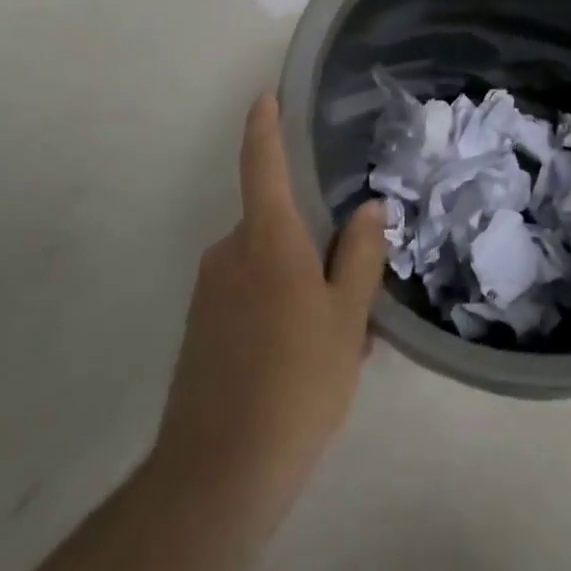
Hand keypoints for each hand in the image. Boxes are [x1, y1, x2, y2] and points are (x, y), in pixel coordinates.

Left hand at [152, 93, 386, 525]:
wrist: (217, 474)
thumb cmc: (296, 383)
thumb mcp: (348, 318)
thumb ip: (361, 257)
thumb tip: (369, 209)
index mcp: (267, 241)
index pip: (262, 166)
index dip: (265, 128)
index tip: (267, 97)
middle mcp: (229, 255)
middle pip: (276, 225)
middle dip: (314, 244)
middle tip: (356, 289)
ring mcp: (209, 294)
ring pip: (266, 267)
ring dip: (301, 284)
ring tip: (339, 338)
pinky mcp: (201, 330)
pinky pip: (249, 298)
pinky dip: (279, 310)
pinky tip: (305, 360)